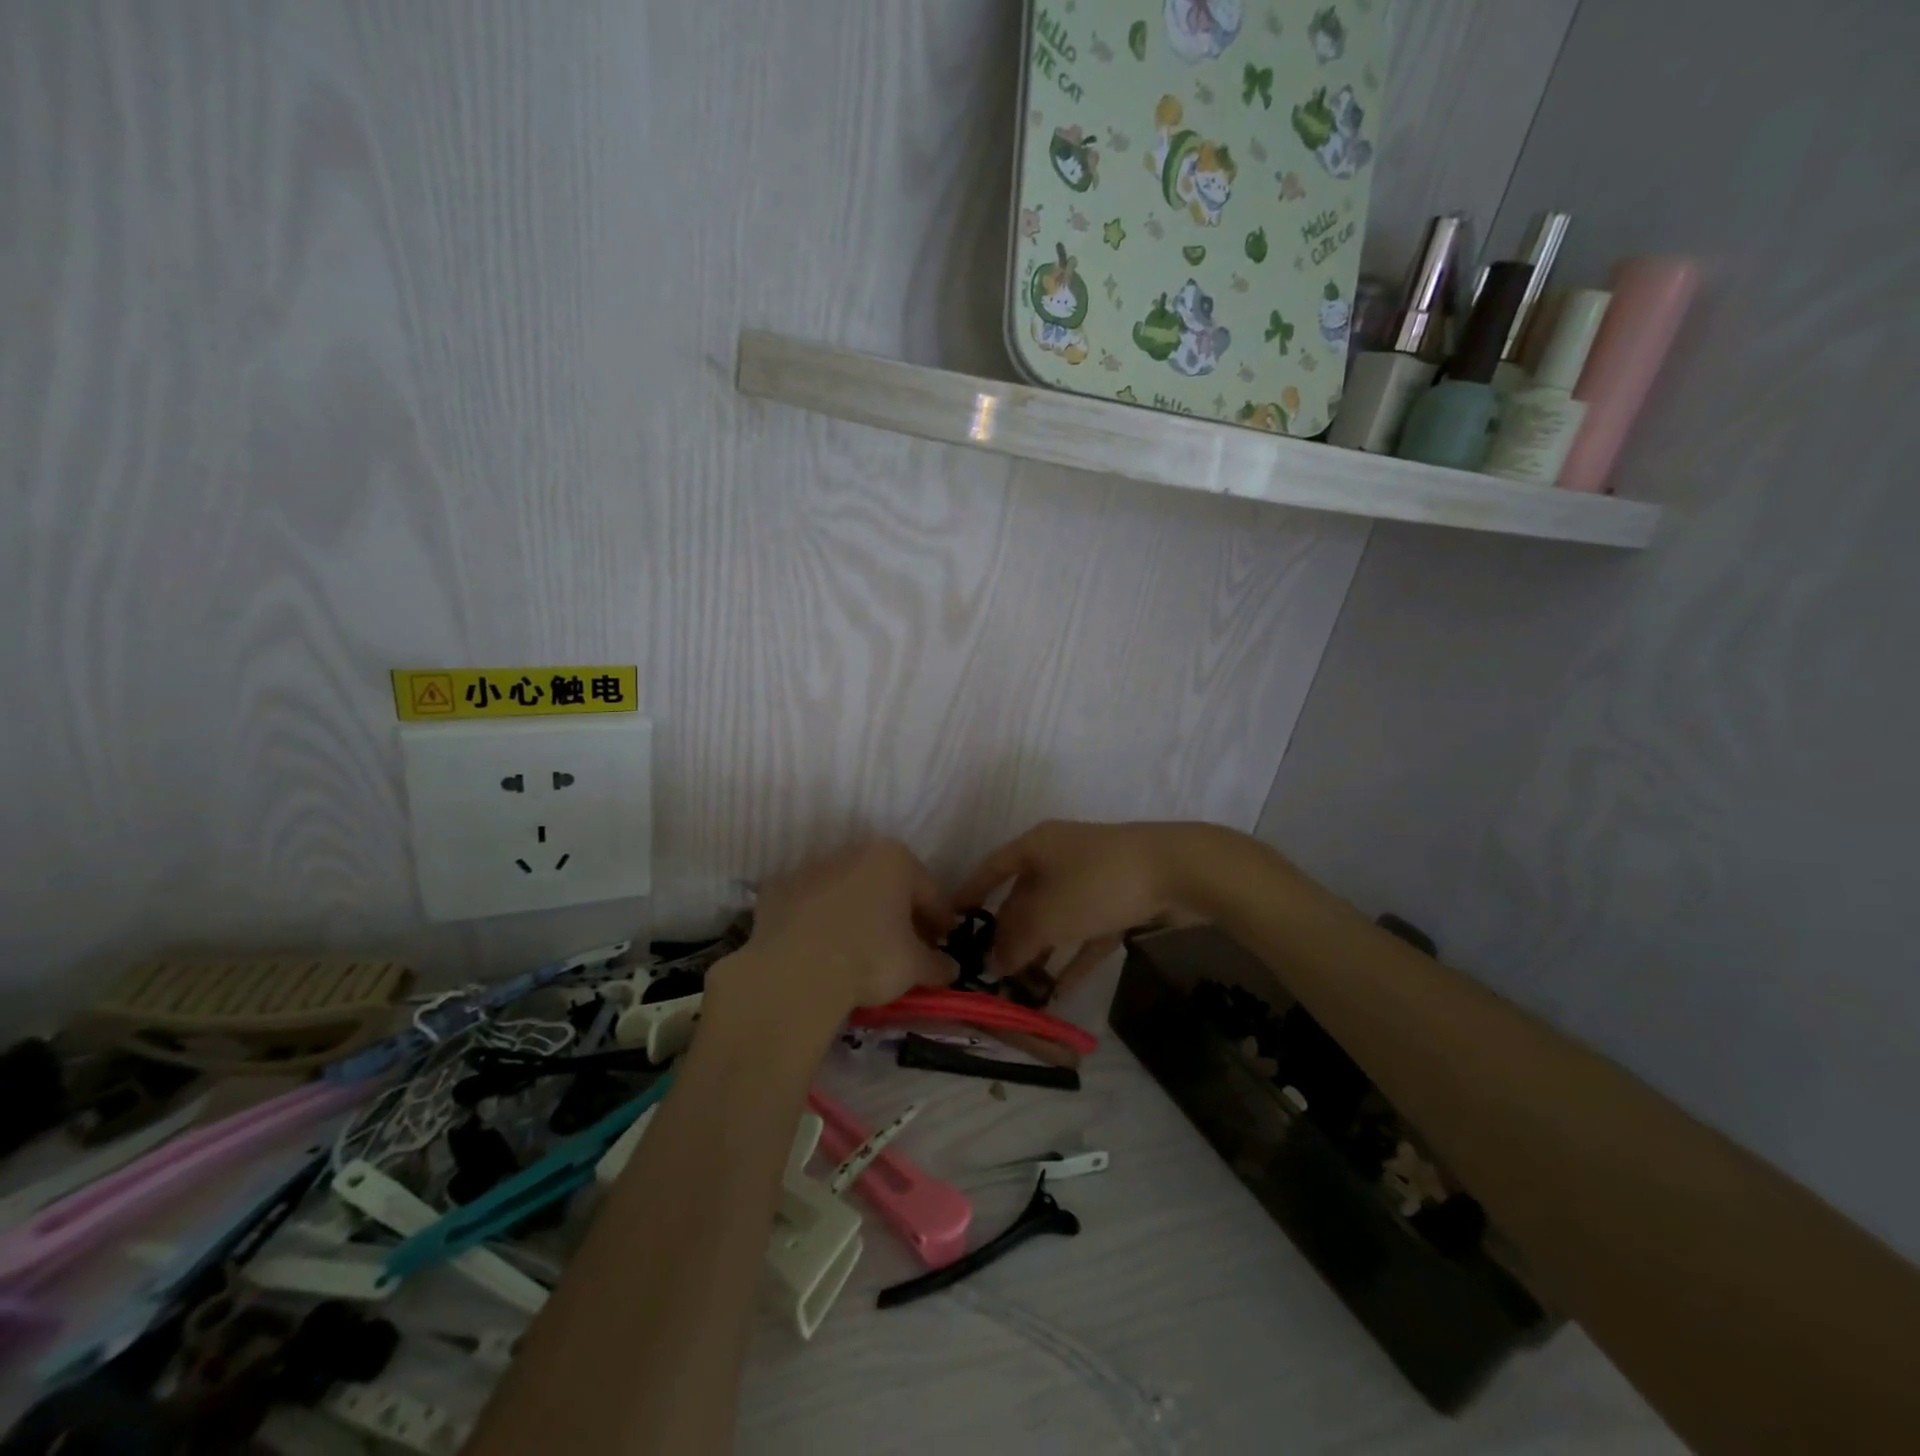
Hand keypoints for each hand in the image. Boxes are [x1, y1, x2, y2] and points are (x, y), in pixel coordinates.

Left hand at [723, 839, 953, 1015]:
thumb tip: (951, 969)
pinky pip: (810, 904)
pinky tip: (821, 948)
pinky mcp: (778, 888)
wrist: (794, 973)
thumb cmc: (869, 958)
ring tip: (860, 948)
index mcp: (895, 859)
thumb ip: (937, 964)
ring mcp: (812, 867)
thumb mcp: (915, 967)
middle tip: (904, 946)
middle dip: (897, 911)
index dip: (939, 919)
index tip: (941, 941)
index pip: (929, 891)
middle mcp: (854, 851)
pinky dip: (819, 920)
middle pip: (886, 884)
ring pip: (846, 889)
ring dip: (857, 911)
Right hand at [954, 821, 1217, 998]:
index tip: (950, 921)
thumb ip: (1017, 940)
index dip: (969, 893)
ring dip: (1041, 950)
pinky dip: (1074, 956)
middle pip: (1024, 896)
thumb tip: (995, 962)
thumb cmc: (1096, 883)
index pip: (991, 868)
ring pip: (1056, 916)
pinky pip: (1087, 930)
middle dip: (1009, 934)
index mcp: (1036, 846)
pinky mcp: (1120, 898)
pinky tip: (1062, 989)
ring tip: (1022, 986)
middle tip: (992, 970)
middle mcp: (1060, 855)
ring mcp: (1092, 876)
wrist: (1177, 869)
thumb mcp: (1048, 915)